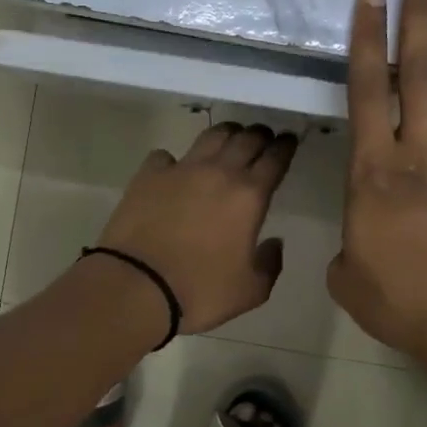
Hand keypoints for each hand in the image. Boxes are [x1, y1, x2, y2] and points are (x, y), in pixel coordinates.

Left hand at [92, 122, 297, 334]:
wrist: (138, 286)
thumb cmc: (200, 291)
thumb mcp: (250, 291)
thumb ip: (270, 264)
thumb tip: (274, 243)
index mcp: (249, 196)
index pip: (275, 158)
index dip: (285, 147)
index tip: (289, 141)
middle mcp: (219, 172)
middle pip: (246, 139)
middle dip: (259, 135)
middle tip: (263, 138)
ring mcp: (181, 169)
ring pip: (210, 136)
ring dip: (226, 134)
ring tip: (229, 139)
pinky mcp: (149, 175)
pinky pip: (166, 156)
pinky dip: (175, 159)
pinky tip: (174, 169)